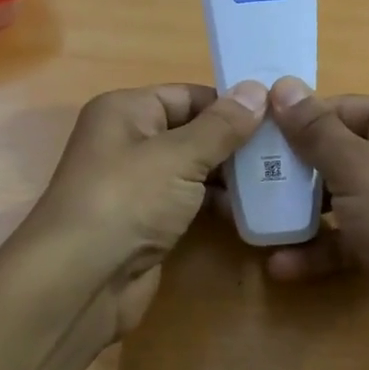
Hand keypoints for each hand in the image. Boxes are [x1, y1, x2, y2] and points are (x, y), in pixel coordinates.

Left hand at [24, 81, 266, 345]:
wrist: (82, 280)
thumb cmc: (127, 201)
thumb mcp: (179, 156)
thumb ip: (221, 126)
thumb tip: (258, 89)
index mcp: (126, 111)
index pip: (187, 94)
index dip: (230, 103)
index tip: (278, 116)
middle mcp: (129, 141)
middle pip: (192, 131)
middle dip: (235, 142)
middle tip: (286, 151)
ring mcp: (137, 185)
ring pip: (193, 170)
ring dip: (230, 176)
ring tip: (279, 180)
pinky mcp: (147, 222)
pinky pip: (188, 202)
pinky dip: (216, 204)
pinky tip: (251, 211)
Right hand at [265, 78, 368, 369]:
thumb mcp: (359, 170)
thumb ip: (317, 131)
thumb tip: (283, 86)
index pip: (343, 109)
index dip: (297, 119)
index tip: (250, 132)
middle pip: (335, 153)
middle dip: (291, 169)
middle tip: (242, 177)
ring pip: (335, 198)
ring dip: (296, 212)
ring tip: (251, 220)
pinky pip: (342, 238)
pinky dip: (315, 249)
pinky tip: (279, 264)